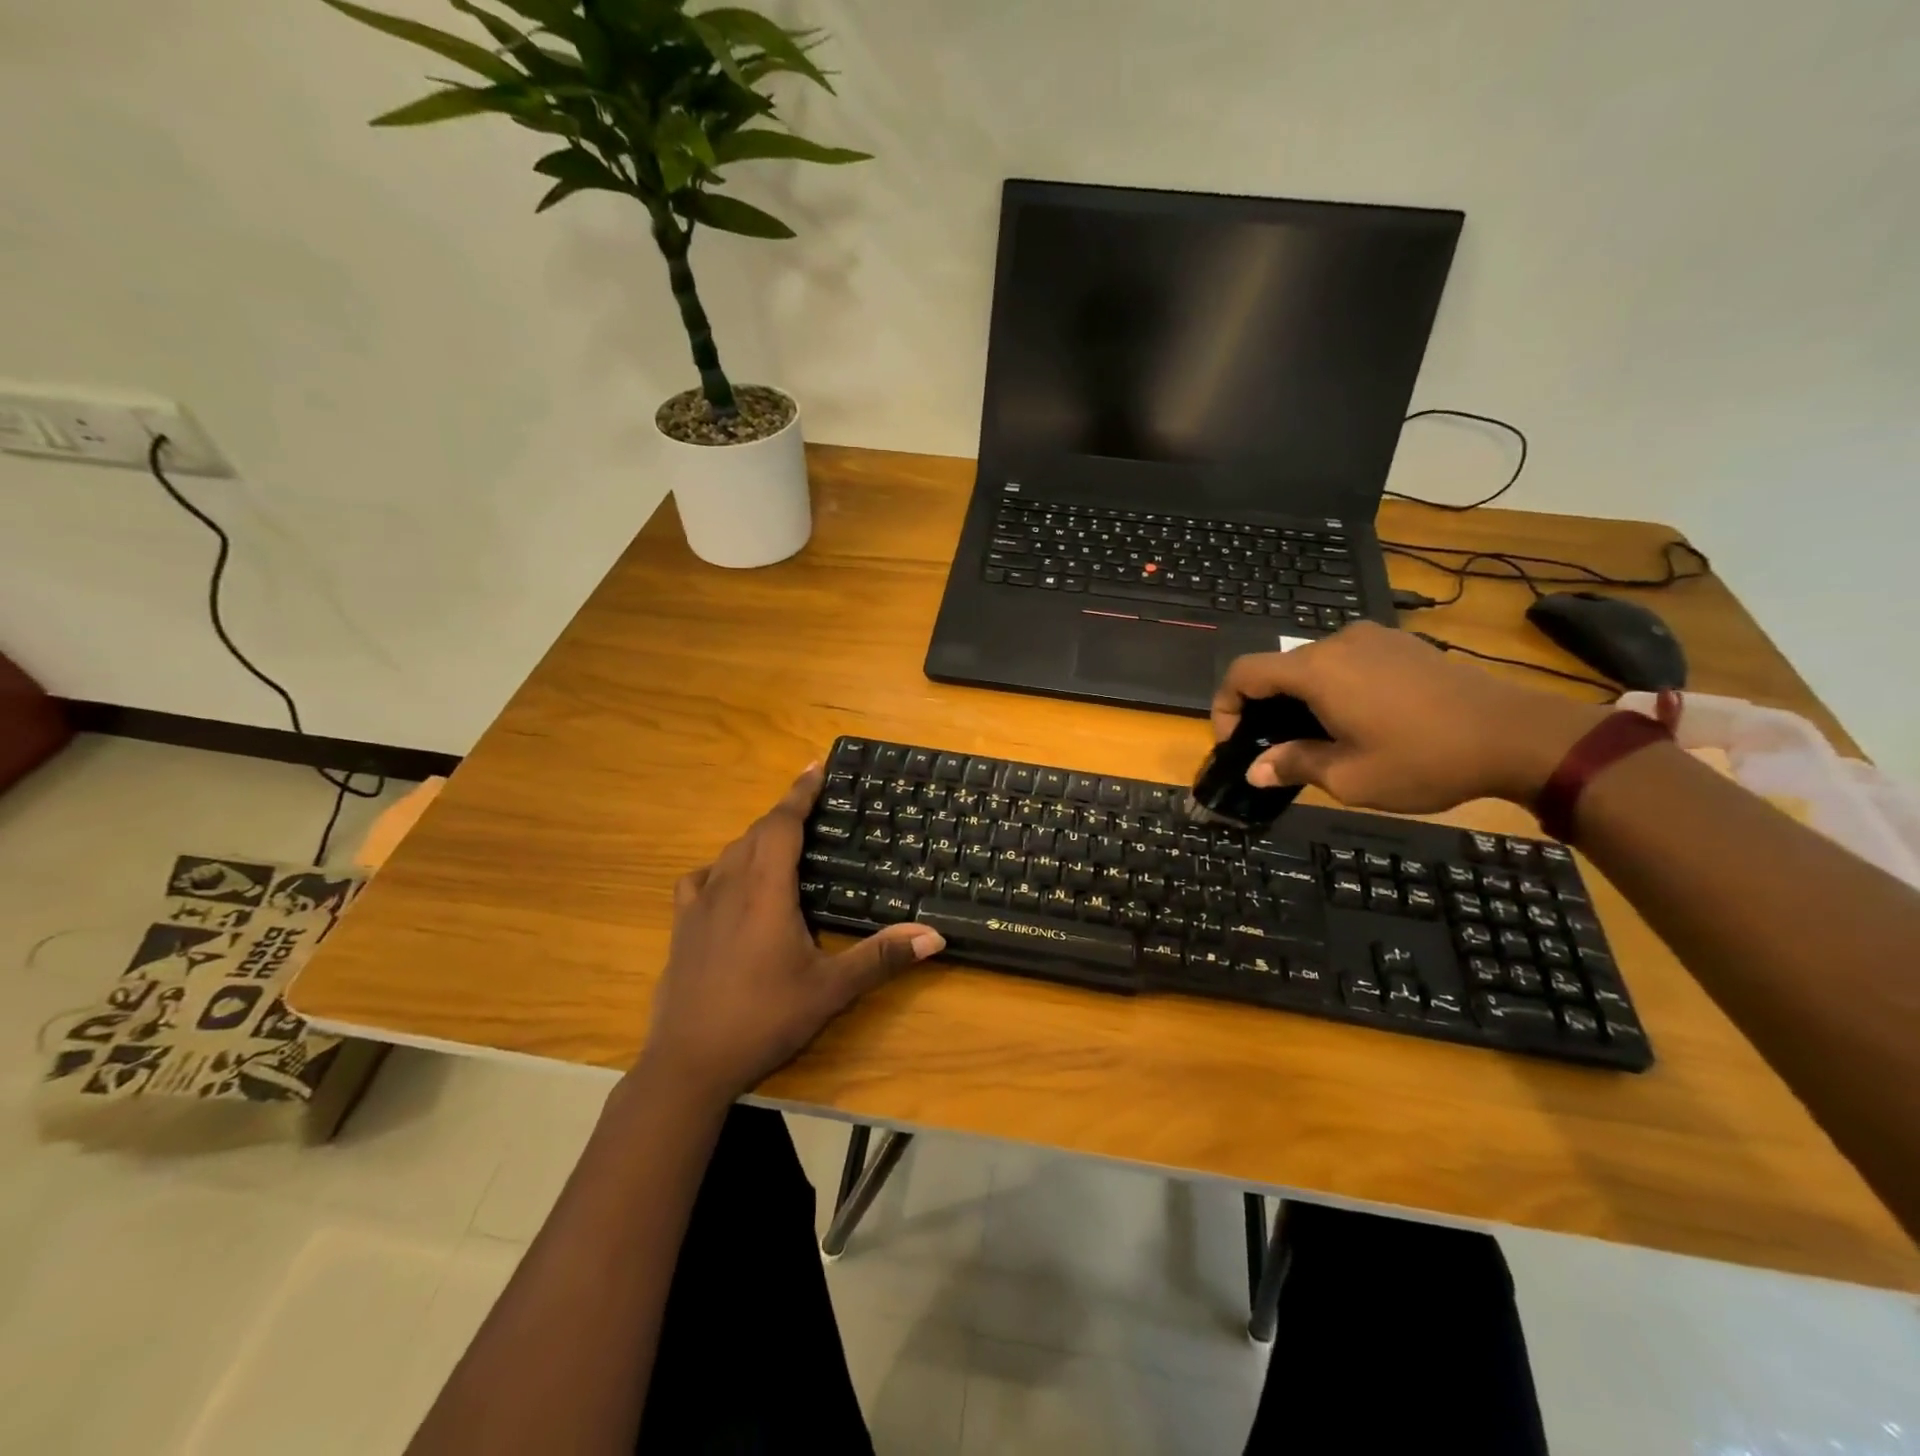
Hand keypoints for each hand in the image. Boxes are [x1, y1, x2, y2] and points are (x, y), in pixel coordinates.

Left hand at [639, 764, 945, 1105]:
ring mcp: (698, 905)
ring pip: (729, 852)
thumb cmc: (764, 1018)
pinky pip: (701, 878)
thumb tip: (935, 936)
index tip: (815, 766)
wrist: (688, 1063)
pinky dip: (721, 868)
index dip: (800, 793)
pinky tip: (730, 884)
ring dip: (757, 838)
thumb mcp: (830, 989)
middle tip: (813, 807)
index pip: (782, 824)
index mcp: (765, 890)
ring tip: (782, 841)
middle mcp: (729, 885)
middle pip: (756, 832)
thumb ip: (881, 958)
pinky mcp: (681, 927)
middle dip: (784, 813)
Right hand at [1212, 623, 1610, 813]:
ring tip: (1317, 738)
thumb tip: (1256, 769)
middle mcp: (1338, 642)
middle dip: (1264, 708)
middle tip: (1274, 750)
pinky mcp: (1402, 644)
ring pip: (1313, 665)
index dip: (1225, 706)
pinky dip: (1332, 687)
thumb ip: (1294, 765)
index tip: (1235, 743)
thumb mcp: (1350, 777)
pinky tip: (1357, 720)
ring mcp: (1374, 638)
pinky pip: (1347, 661)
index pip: (1244, 673)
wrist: (1518, 735)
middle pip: (1278, 668)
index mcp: (1317, 670)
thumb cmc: (1424, 759)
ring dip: (1300, 698)